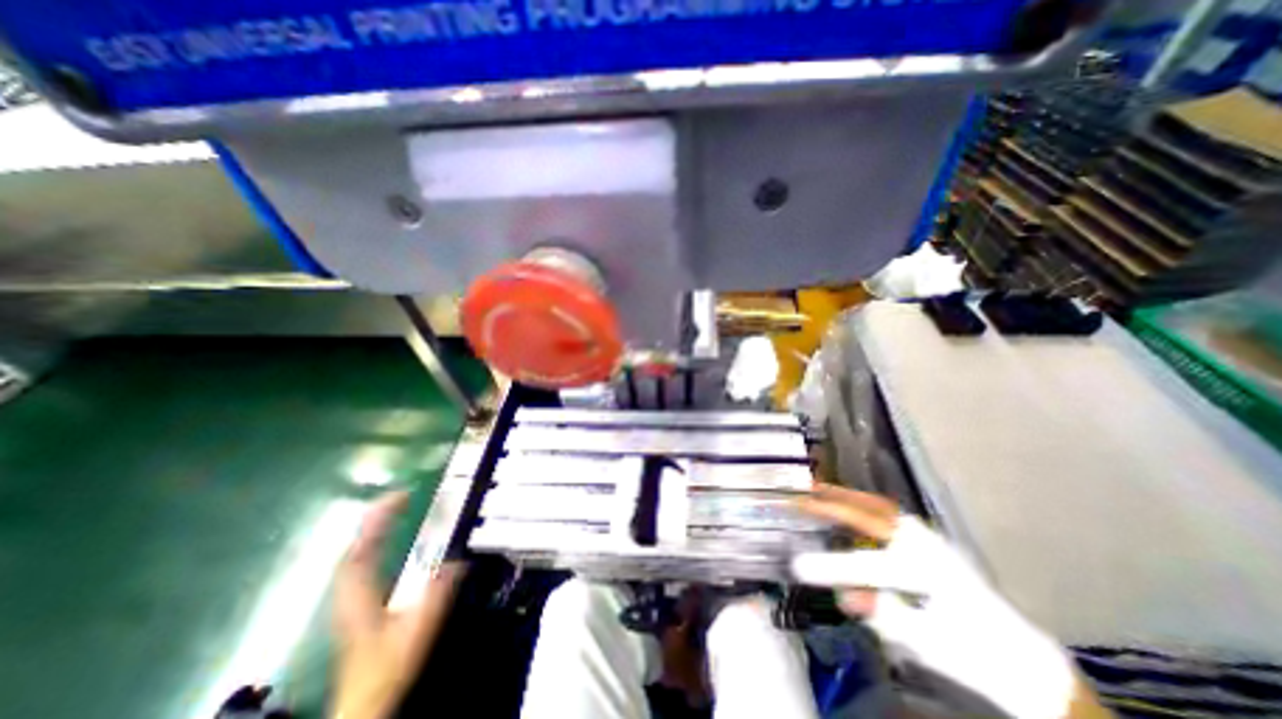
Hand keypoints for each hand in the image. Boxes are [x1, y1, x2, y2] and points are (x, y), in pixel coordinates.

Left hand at [333, 492, 463, 718]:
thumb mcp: (419, 628)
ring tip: (394, 510)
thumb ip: (437, 594)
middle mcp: (349, 591)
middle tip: (400, 496)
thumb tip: (458, 560)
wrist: (365, 700)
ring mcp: (349, 597)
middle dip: (375, 518)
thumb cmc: (388, 665)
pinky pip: (359, 563)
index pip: (362, 548)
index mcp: (360, 594)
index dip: (378, 519)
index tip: (400, 495)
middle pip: (355, 546)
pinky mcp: (355, 602)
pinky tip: (384, 540)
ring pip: (354, 554)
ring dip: (372, 529)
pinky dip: (371, 544)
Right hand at [800, 486, 1084, 715]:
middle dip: (833, 503)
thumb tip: (845, 596)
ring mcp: (928, 538)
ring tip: (817, 489)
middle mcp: (926, 545)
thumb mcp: (928, 644)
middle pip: (872, 514)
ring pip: (879, 506)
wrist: (1020, 656)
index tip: (798, 565)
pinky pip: (887, 512)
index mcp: (929, 573)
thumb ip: (884, 615)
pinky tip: (849, 503)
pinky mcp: (927, 540)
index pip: (867, 565)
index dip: (830, 566)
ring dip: (845, 496)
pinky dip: (862, 502)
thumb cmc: (972, 652)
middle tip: (801, 494)